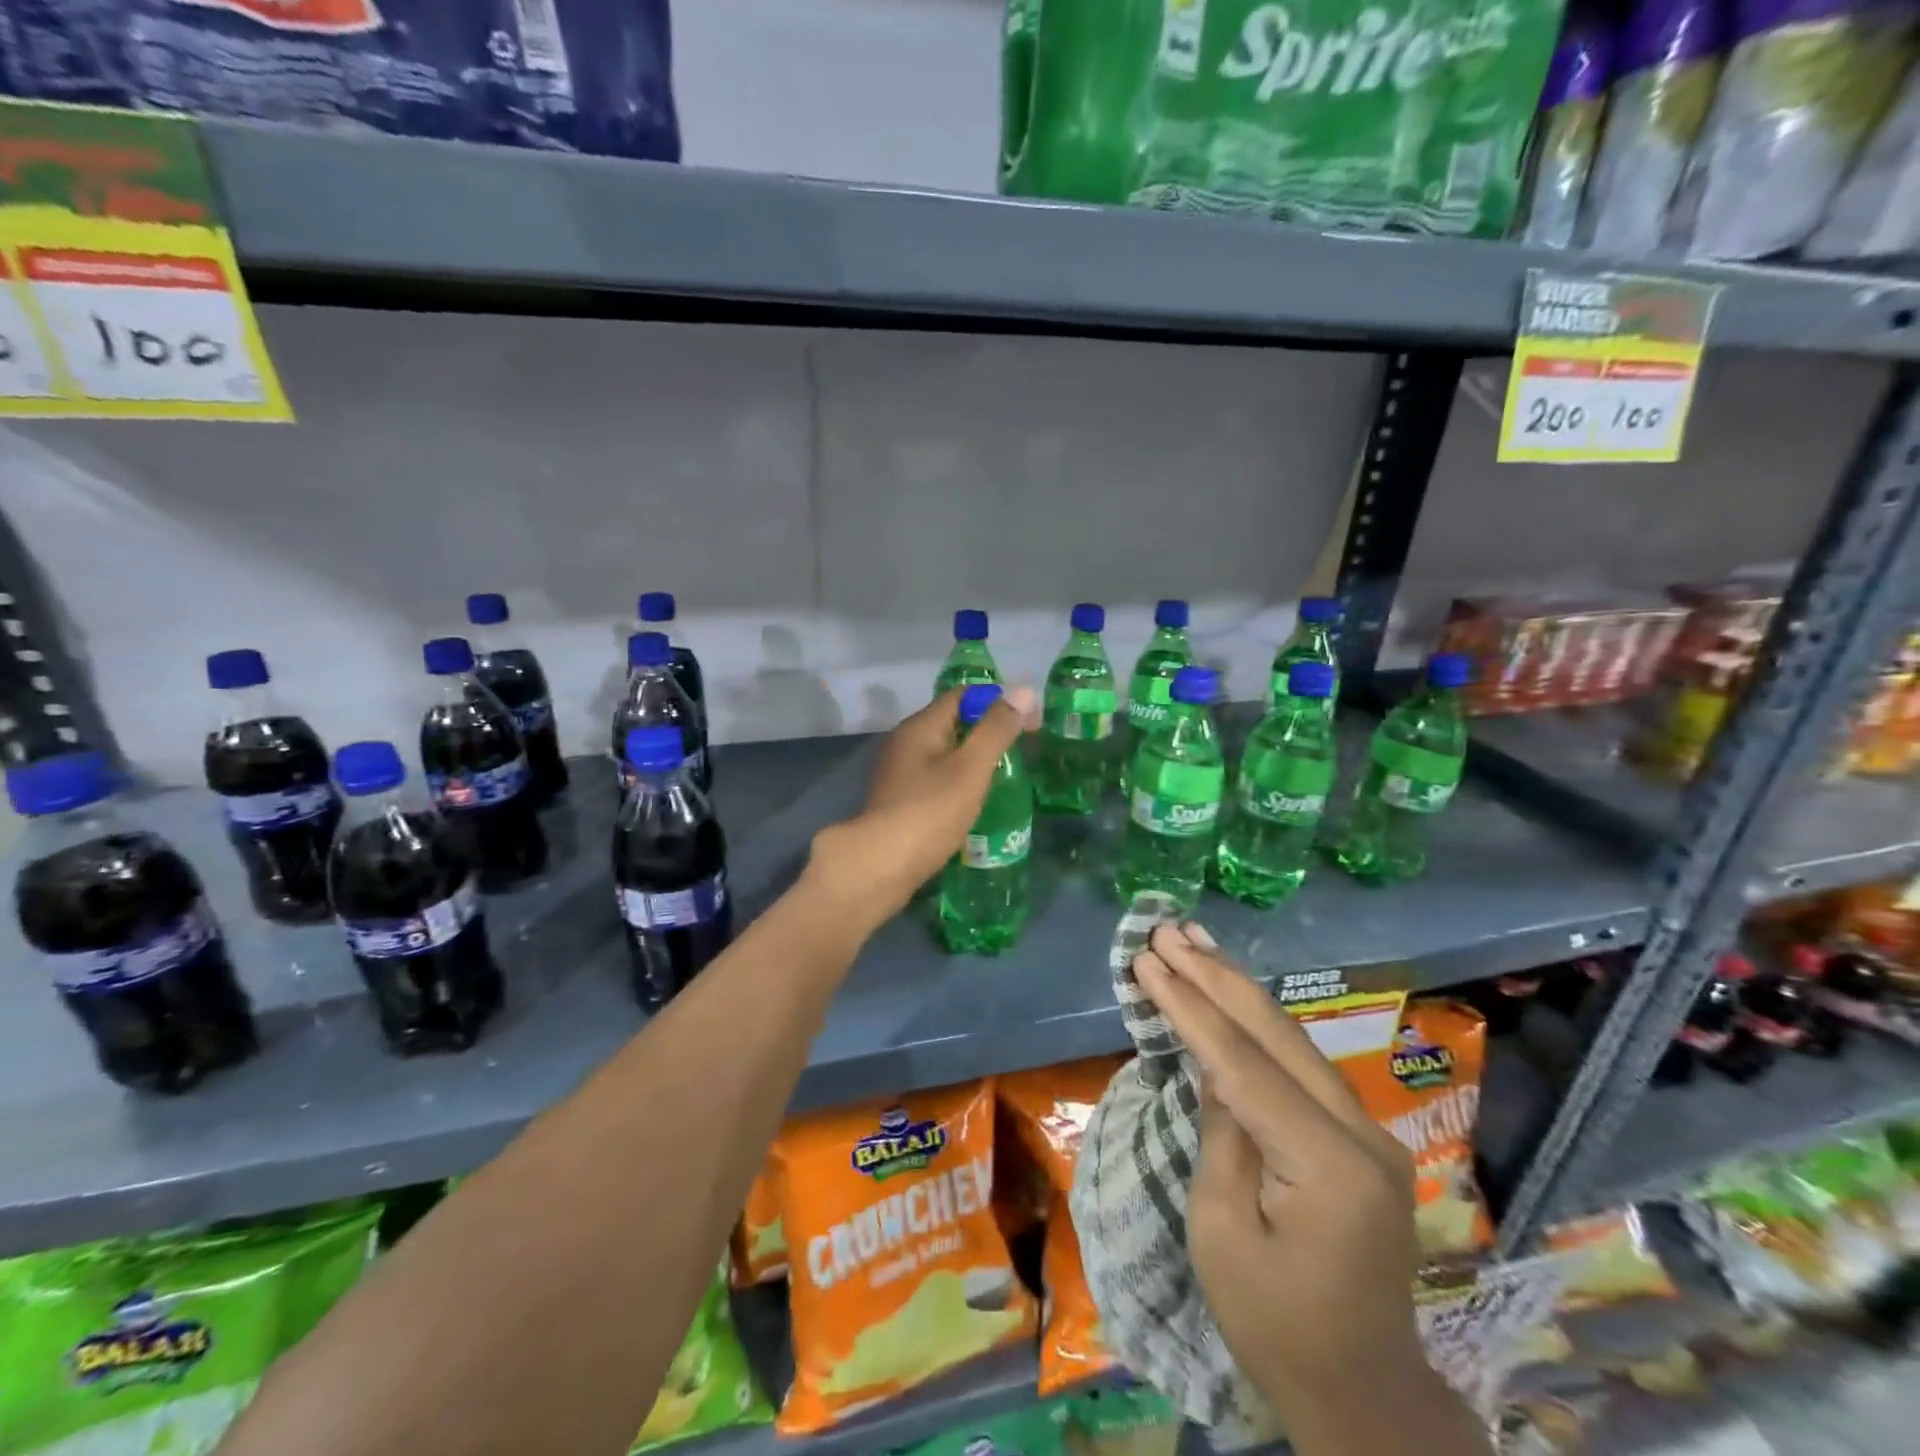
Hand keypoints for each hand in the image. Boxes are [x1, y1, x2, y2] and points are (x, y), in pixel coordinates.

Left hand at [806, 686, 1036, 933]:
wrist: (881, 866)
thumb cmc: (930, 812)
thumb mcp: (970, 768)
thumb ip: (996, 730)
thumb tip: (1023, 690)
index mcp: (920, 726)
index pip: (962, 696)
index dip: (997, 701)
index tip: (1030, 721)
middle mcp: (905, 742)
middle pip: (952, 723)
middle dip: (987, 731)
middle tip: (1022, 749)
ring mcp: (900, 773)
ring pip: (944, 753)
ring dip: (974, 759)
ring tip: (1006, 775)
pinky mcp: (900, 800)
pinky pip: (936, 778)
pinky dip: (959, 782)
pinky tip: (976, 800)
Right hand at [1131, 925, 1481, 1453]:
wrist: (1362, 1392)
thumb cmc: (1275, 1325)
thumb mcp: (1221, 1232)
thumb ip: (1221, 1134)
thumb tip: (1214, 1069)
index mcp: (1327, 1163)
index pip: (1242, 1062)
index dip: (1188, 1006)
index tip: (1147, 960)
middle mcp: (1360, 1131)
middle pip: (1275, 1033)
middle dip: (1214, 976)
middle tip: (1167, 931)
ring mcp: (1368, 1130)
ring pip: (1292, 1038)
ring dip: (1237, 987)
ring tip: (1194, 941)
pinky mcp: (1359, 1136)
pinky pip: (1300, 1063)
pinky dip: (1258, 1023)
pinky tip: (1232, 992)